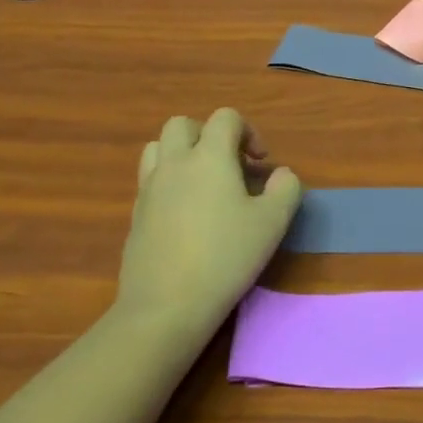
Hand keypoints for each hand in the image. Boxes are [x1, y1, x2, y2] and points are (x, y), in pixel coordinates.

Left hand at [118, 109, 302, 338]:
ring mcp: (149, 189)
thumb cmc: (226, 256)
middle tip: (230, 166)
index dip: (248, 131)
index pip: (225, 118)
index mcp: (209, 157)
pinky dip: (169, 183)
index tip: (261, 163)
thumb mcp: (273, 222)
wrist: (166, 305)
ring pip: (158, 148)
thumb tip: (281, 174)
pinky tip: (187, 215)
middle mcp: (174, 164)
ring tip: (203, 183)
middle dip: (209, 135)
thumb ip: (286, 188)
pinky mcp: (136, 215)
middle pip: (183, 125)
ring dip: (182, 154)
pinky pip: (150, 181)